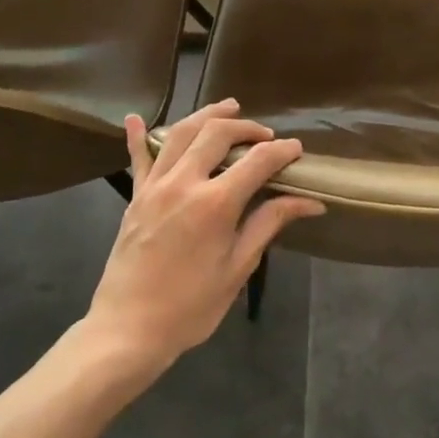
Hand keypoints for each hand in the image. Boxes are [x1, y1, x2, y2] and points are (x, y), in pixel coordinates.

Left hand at [80, 99, 323, 378]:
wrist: (128, 330)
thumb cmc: (191, 306)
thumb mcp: (238, 267)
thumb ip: (269, 224)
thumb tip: (310, 202)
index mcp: (215, 204)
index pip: (257, 160)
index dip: (282, 151)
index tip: (297, 150)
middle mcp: (183, 183)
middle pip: (217, 133)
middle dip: (247, 127)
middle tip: (265, 136)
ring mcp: (154, 187)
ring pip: (181, 133)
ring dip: (207, 115)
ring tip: (229, 107)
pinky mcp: (135, 197)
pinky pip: (137, 158)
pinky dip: (138, 136)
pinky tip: (136, 118)